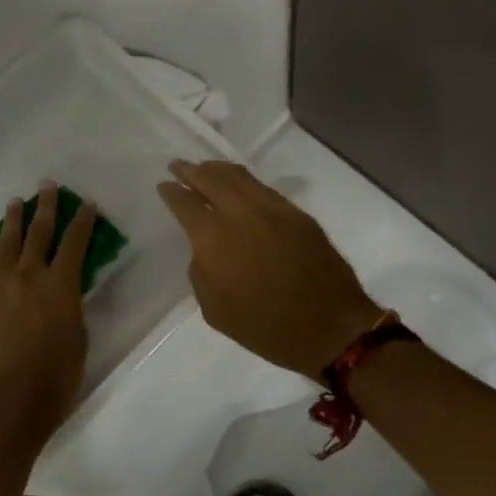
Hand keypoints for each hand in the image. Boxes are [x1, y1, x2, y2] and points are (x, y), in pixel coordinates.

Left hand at [0, 182, 93, 458]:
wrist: (11, 407)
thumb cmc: (57, 378)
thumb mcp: (79, 338)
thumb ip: (73, 306)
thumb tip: (69, 289)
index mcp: (60, 285)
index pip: (75, 242)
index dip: (83, 221)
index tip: (86, 203)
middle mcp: (29, 278)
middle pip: (38, 234)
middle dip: (44, 208)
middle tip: (46, 186)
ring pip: (5, 247)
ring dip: (10, 224)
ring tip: (13, 204)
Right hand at [158, 159, 378, 378]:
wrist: (330, 328)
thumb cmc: (267, 328)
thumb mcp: (216, 311)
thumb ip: (201, 272)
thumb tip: (204, 250)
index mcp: (214, 239)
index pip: (185, 203)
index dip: (172, 192)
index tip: (164, 185)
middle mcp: (241, 213)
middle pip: (210, 178)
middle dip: (191, 170)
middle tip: (178, 166)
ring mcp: (272, 208)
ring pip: (238, 176)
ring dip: (217, 169)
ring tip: (205, 169)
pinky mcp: (296, 213)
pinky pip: (262, 187)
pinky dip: (244, 181)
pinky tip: (238, 186)